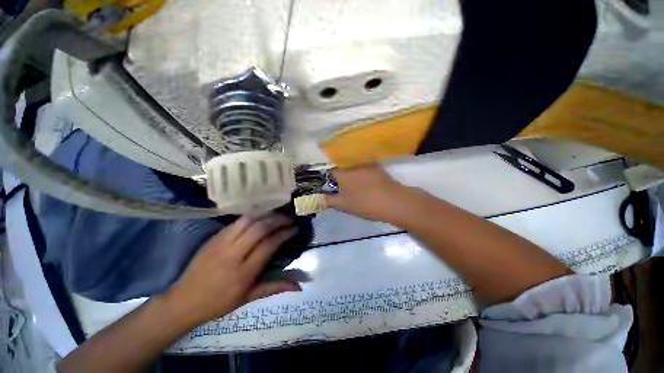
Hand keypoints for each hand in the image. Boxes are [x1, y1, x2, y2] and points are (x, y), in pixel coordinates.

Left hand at [163, 213, 300, 325]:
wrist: (183, 301)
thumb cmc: (218, 303)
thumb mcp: (248, 298)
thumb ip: (274, 287)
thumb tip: (299, 287)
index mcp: (243, 273)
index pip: (269, 245)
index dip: (285, 233)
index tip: (295, 229)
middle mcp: (233, 254)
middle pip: (259, 228)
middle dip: (278, 220)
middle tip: (289, 219)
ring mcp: (221, 243)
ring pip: (247, 220)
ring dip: (265, 214)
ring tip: (276, 215)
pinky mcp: (214, 238)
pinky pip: (236, 221)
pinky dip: (252, 216)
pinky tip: (260, 217)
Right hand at [325, 163, 411, 222]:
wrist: (393, 202)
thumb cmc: (365, 203)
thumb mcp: (343, 205)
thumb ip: (328, 200)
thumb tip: (318, 197)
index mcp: (342, 172)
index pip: (328, 170)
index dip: (325, 177)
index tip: (326, 184)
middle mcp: (353, 164)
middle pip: (340, 166)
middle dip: (337, 175)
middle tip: (338, 186)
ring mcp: (366, 164)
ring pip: (351, 166)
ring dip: (348, 173)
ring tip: (350, 185)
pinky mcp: (376, 167)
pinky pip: (362, 167)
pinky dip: (359, 172)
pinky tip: (363, 182)